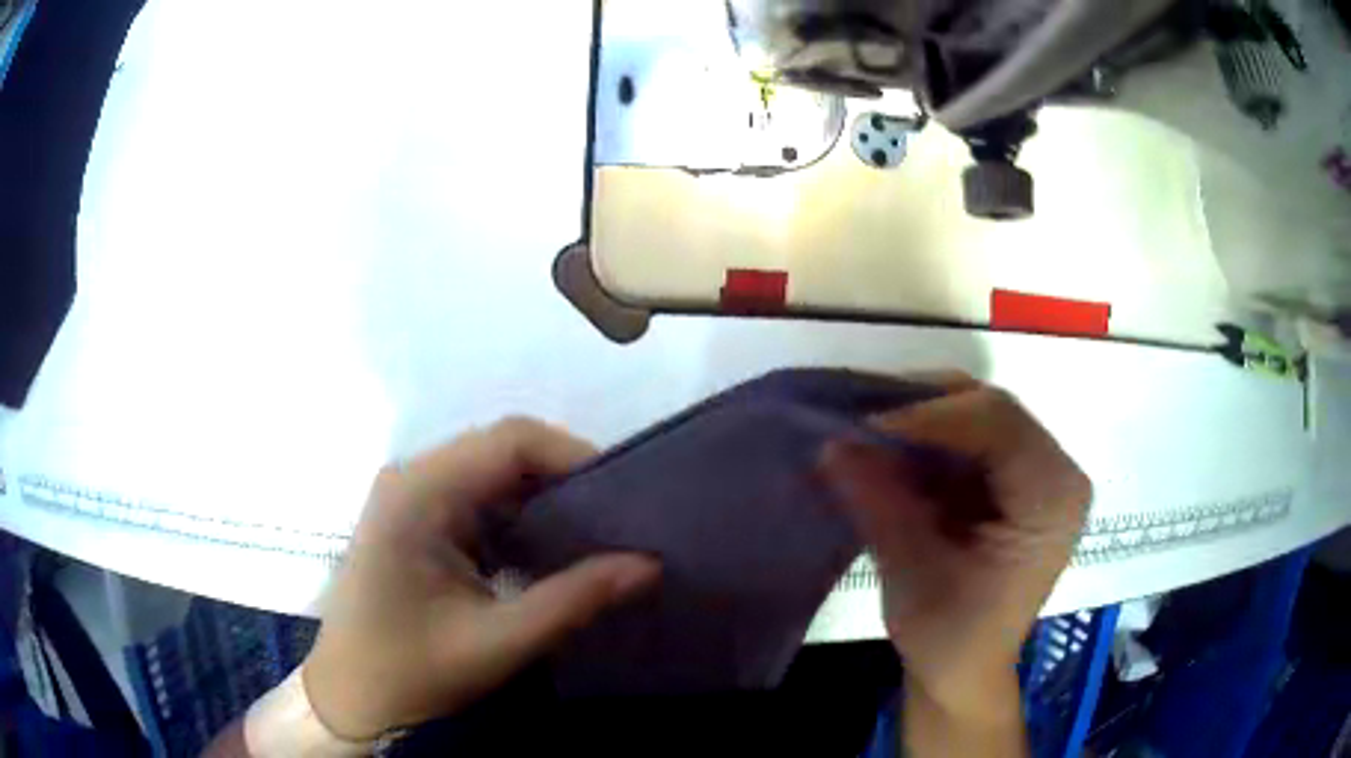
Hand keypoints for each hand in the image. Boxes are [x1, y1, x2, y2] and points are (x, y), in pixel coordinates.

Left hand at [302, 417, 661, 740]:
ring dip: (543, 498)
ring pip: (492, 473)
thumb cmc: (410, 671)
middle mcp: (412, 478)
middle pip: (501, 450)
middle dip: (563, 477)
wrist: (350, 697)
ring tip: (594, 532)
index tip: (624, 493)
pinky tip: (547, 550)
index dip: (572, 455)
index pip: (508, 440)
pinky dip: (519, 517)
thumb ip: (574, 600)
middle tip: (617, 517)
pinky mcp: (416, 520)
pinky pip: (479, 499)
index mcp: (419, 493)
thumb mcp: (498, 642)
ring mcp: (411, 497)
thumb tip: (648, 565)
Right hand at [819, 373, 1089, 713]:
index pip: (998, 423)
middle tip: (861, 422)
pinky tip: (891, 452)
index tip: (862, 427)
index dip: (929, 415)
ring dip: (921, 421)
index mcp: (1052, 497)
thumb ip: (879, 501)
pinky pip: (971, 437)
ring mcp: (1040, 472)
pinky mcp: (1016, 480)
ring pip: (977, 415)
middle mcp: (1058, 472)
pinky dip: (928, 440)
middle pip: (990, 409)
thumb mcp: (912, 572)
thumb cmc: (949, 637)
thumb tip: (831, 443)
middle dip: (922, 410)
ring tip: (868, 434)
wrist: (963, 673)